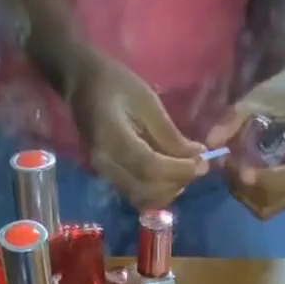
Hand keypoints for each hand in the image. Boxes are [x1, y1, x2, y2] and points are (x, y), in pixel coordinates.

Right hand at [69, 56, 208, 209]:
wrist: (83, 87)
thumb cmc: (116, 84)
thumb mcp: (148, 101)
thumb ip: (170, 134)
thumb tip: (197, 157)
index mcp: (112, 138)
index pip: (148, 167)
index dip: (177, 170)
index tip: (201, 164)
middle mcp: (106, 165)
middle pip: (146, 190)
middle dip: (176, 183)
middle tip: (197, 167)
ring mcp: (106, 176)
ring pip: (143, 199)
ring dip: (169, 191)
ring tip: (185, 172)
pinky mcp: (111, 181)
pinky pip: (137, 196)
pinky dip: (158, 192)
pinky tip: (170, 176)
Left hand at [205, 59, 284, 219]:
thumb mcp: (262, 95)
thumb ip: (235, 118)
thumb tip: (210, 143)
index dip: (268, 179)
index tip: (243, 173)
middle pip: (279, 197)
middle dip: (251, 188)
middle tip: (229, 167)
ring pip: (271, 207)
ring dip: (248, 195)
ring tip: (233, 171)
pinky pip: (270, 207)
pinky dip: (252, 198)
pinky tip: (242, 179)